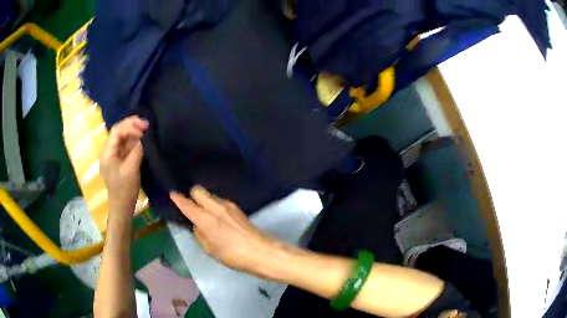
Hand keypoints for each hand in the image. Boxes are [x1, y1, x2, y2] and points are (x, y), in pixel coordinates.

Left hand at [100, 116, 148, 212]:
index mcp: (107, 152)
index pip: (117, 131)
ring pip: (122, 136)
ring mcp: (113, 154)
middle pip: (118, 131)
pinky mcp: (118, 159)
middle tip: (146, 124)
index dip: (130, 126)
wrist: (121, 207)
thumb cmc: (125, 189)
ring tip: (146, 129)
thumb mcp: (132, 168)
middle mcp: (108, 150)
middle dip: (132, 125)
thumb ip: (137, 150)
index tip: (144, 130)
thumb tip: (144, 136)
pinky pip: (125, 145)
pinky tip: (142, 139)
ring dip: (133, 131)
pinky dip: (134, 140)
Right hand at [170, 186, 274, 272]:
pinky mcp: (237, 208)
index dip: (177, 198)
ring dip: (204, 200)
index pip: (187, 204)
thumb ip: (200, 236)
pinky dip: (214, 204)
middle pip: (198, 190)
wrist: (261, 251)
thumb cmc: (233, 255)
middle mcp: (215, 207)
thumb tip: (197, 226)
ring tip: (204, 212)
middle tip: (190, 205)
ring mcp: (228, 205)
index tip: (172, 194)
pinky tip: (217, 216)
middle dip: (191, 194)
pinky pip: (220, 201)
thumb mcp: (210, 250)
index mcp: (205, 219)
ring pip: (210, 195)